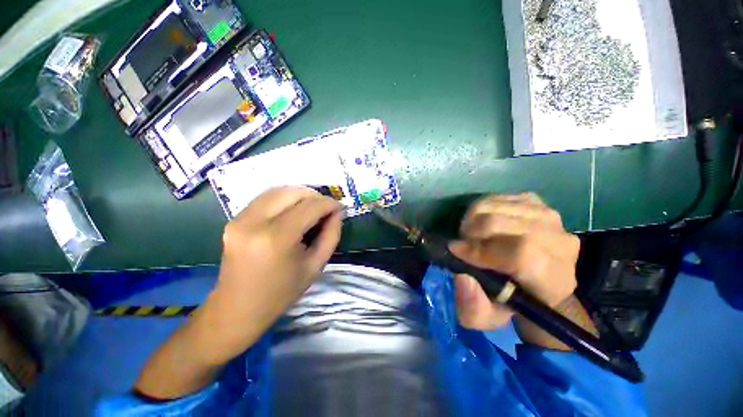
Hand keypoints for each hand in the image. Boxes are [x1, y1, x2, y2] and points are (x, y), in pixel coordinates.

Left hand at [201, 186, 342, 361]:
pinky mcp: (234, 219)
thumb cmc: (281, 292)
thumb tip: (337, 213)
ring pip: (278, 190)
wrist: (237, 309)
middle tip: (326, 209)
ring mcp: (240, 219)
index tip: (340, 207)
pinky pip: (265, 198)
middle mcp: (254, 222)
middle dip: (315, 196)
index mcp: (276, 238)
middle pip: (292, 192)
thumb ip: (331, 235)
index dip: (329, 203)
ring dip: (300, 195)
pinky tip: (293, 211)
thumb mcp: (315, 266)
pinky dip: (284, 199)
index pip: (310, 207)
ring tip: (312, 208)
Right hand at [448, 193, 580, 333]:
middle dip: (471, 233)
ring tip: (470, 235)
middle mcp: (558, 240)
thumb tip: (463, 277)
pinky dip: (480, 209)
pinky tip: (482, 224)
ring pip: (495, 207)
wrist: (538, 278)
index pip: (521, 254)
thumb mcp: (489, 317)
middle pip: (503, 223)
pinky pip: (496, 197)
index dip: (481, 251)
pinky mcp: (534, 201)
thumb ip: (474, 307)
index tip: (457, 252)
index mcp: (554, 276)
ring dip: (472, 220)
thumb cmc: (513, 300)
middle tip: (462, 243)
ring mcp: (547, 215)